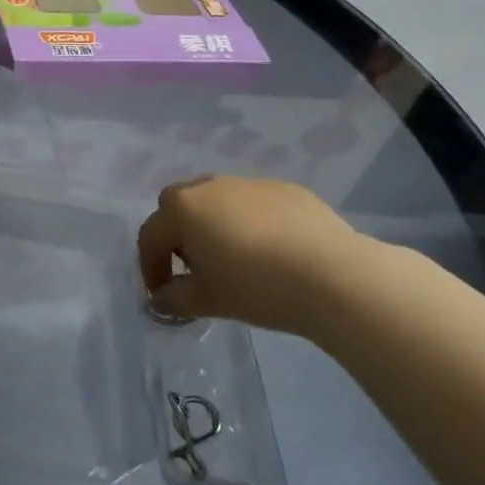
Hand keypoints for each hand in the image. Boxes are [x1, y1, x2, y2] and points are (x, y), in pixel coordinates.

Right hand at [137, 176, 370, 334]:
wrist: (334, 275)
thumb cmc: (256, 286)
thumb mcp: (207, 301)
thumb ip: (175, 299)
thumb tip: (161, 299)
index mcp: (182, 209)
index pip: (151, 236)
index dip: (151, 268)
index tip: (162, 295)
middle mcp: (210, 187)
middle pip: (178, 205)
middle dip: (177, 234)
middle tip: (193, 266)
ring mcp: (250, 183)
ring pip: (218, 200)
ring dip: (214, 223)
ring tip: (234, 257)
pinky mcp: (286, 190)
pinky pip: (255, 204)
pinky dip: (251, 222)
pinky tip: (272, 251)